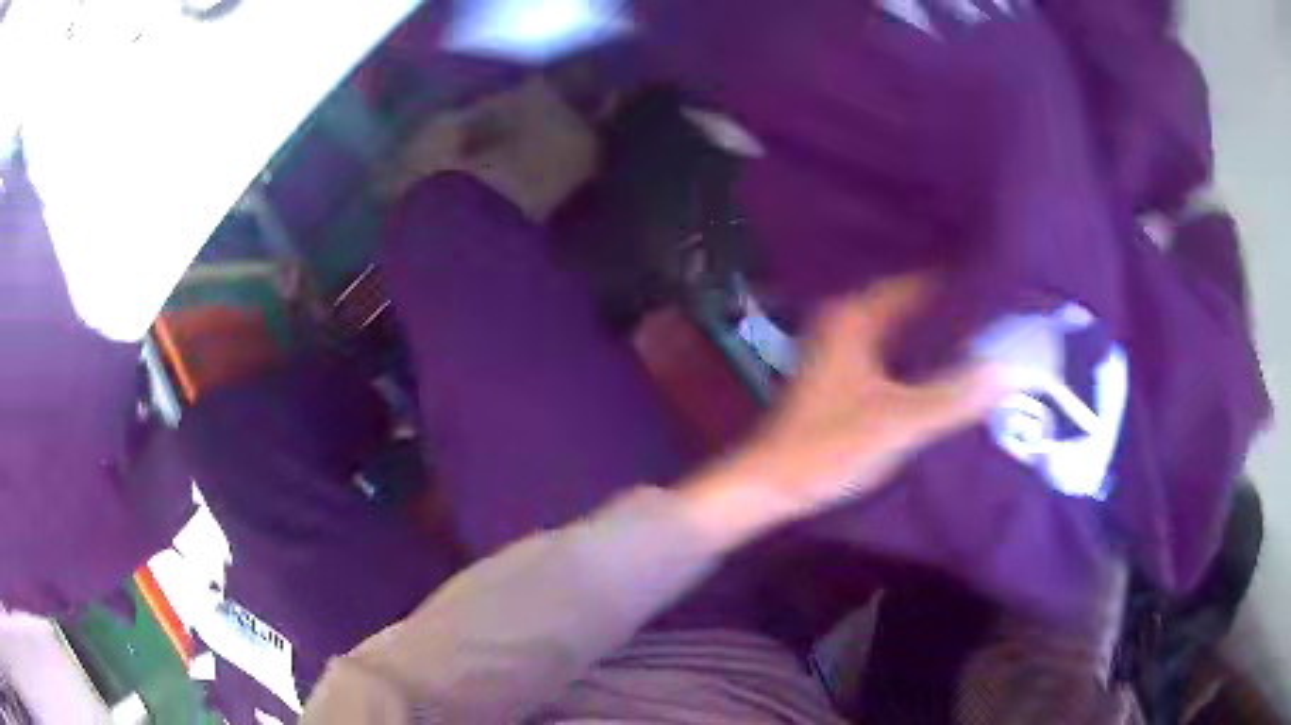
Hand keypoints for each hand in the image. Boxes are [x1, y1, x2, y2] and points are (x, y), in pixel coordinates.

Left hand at [678, 276, 1008, 545]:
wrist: (770, 483)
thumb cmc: (828, 448)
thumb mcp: (899, 423)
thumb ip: (955, 396)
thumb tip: (1011, 369)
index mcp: (857, 315)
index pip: (919, 283)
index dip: (960, 286)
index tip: (1003, 291)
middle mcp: (848, 319)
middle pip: (913, 304)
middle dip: (954, 311)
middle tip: (1003, 316)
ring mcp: (843, 346)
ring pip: (903, 329)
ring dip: (938, 334)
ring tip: (987, 338)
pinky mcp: (844, 373)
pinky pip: (893, 351)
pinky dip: (920, 355)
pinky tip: (949, 368)